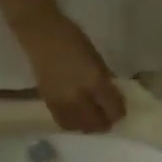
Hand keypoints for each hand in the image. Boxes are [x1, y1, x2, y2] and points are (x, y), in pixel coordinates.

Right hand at [15, 9, 125, 133]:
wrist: (40, 34)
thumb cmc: (72, 40)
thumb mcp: (97, 59)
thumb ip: (106, 81)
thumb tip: (114, 98)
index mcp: (95, 83)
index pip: (114, 110)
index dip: (120, 112)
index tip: (120, 108)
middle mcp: (79, 97)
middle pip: (98, 124)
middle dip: (106, 122)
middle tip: (108, 115)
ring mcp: (63, 103)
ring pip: (82, 127)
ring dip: (91, 125)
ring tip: (93, 117)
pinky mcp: (49, 104)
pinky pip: (66, 123)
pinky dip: (76, 123)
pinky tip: (78, 116)